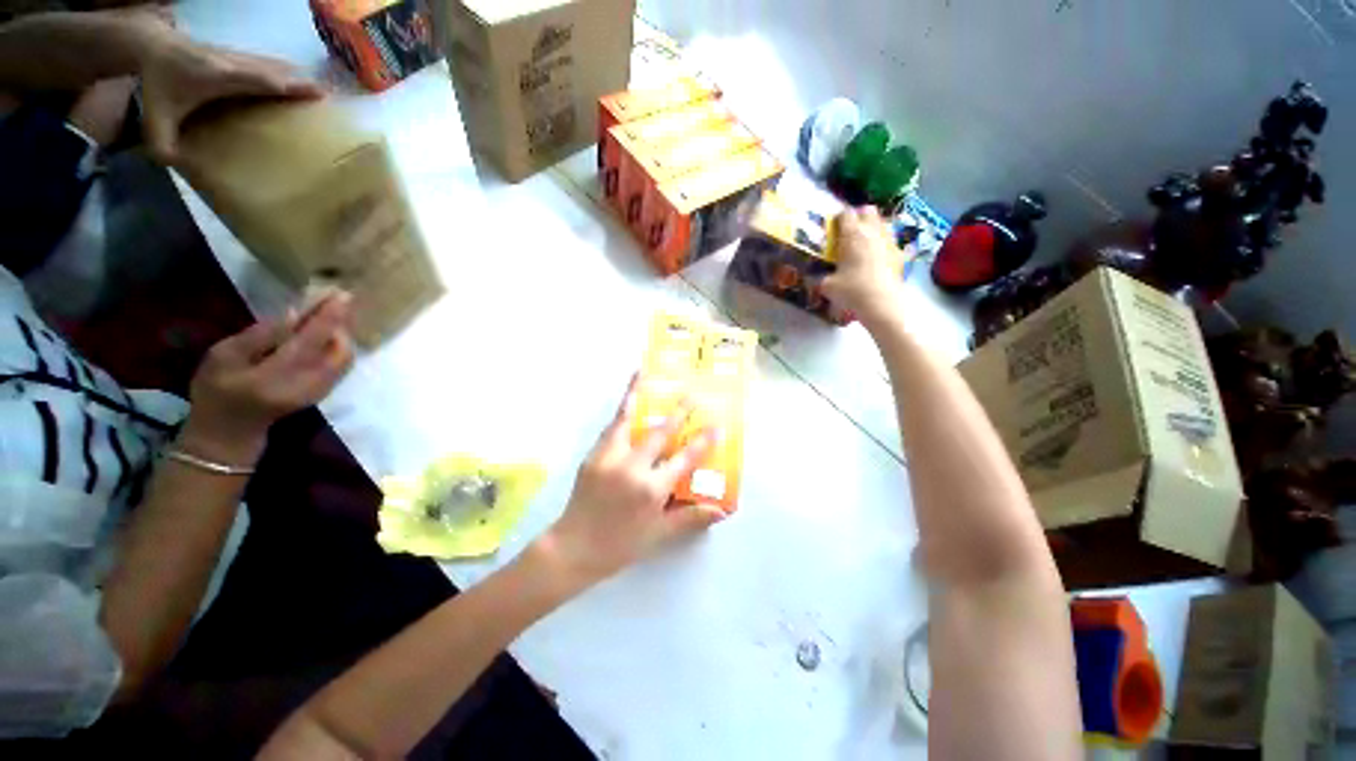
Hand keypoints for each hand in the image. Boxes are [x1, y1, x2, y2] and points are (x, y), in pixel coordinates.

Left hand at [138, 29, 322, 161]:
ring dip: (296, 77)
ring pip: (272, 64)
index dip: (283, 85)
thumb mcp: (154, 118)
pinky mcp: (238, 57)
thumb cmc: (156, 84)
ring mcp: (236, 57)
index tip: (312, 93)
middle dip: (298, 82)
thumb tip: (179, 167)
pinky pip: (268, 64)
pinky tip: (297, 80)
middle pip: (271, 70)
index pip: (255, 79)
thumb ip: (163, 144)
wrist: (151, 47)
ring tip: (319, 91)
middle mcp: (232, 63)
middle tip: (326, 97)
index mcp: (216, 76)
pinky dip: (286, 73)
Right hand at [181, 292, 354, 464]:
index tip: (343, 295)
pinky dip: (340, 346)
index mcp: (276, 375)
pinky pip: (342, 365)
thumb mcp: (223, 356)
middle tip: (336, 301)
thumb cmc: (217, 389)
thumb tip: (295, 314)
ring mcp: (321, 390)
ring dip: (343, 333)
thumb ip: (261, 335)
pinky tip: (329, 333)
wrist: (230, 429)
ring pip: (345, 357)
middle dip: (341, 323)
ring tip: (332, 314)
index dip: (329, 317)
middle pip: (339, 349)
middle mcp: (307, 384)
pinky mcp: (325, 392)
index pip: (310, 341)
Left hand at [543, 377, 725, 583]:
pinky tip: (626, 400)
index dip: (703, 443)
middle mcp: (632, 468)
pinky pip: (610, 428)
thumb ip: (690, 518)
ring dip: (638, 396)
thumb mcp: (659, 534)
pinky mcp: (593, 455)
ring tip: (644, 374)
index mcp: (651, 489)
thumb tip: (721, 511)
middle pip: (660, 433)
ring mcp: (609, 458)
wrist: (573, 548)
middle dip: (678, 413)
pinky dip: (620, 411)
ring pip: (627, 420)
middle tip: (691, 394)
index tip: (716, 426)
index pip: (684, 459)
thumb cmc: (621, 544)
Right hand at [822, 206, 907, 324]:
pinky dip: (884, 245)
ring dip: (873, 228)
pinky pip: (892, 242)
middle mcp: (872, 231)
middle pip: (868, 211)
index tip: (833, 228)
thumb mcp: (828, 285)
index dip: (838, 219)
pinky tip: (879, 258)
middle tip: (850, 232)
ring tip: (865, 243)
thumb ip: (821, 277)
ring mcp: (889, 241)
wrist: (881, 302)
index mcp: (852, 235)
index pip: (845, 214)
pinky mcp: (900, 253)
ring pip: (882, 223)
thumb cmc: (851, 289)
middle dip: (859, 217)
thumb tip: (816, 278)